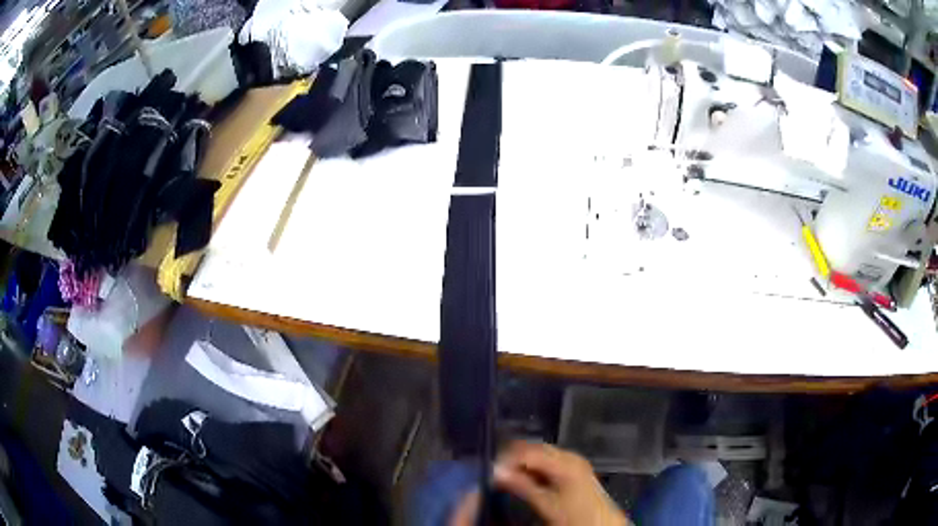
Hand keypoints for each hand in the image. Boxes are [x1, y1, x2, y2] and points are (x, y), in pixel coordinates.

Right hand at [450, 441, 628, 525]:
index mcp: (564, 462)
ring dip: (523, 463)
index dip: (507, 458)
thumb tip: (496, 472)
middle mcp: (570, 455)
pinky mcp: (574, 467)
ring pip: (541, 453)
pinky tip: (525, 479)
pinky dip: (535, 467)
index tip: (491, 470)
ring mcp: (573, 460)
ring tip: (507, 477)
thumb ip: (522, 485)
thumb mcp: (546, 503)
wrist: (602, 522)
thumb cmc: (574, 515)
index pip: (528, 450)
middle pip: (535, 448)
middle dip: (514, 458)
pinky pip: (549, 460)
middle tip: (497, 474)